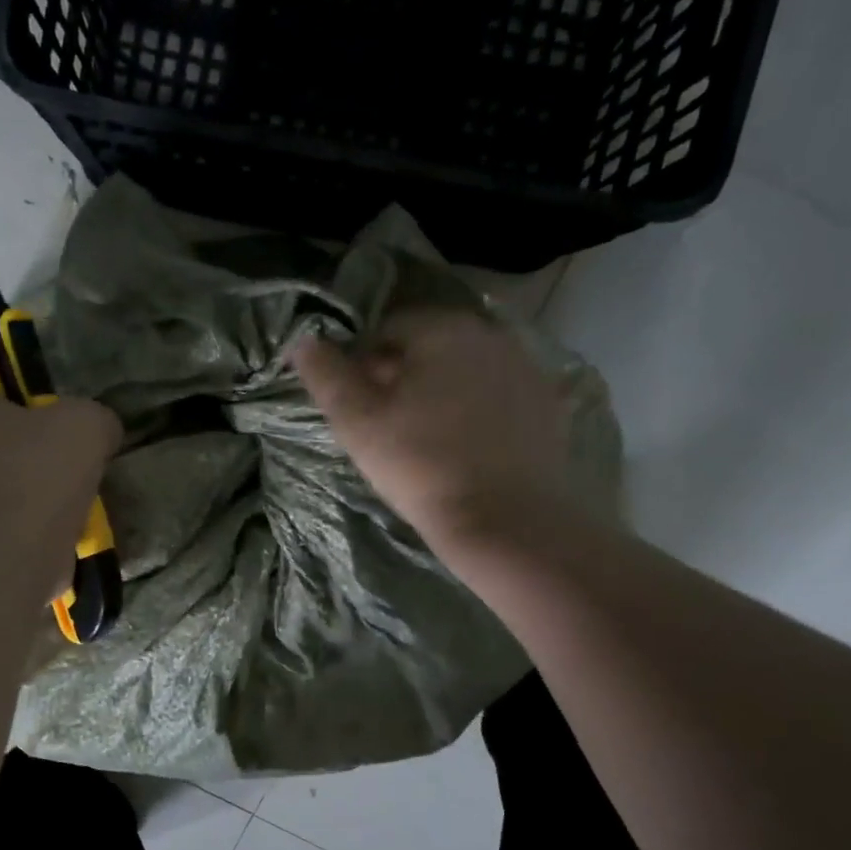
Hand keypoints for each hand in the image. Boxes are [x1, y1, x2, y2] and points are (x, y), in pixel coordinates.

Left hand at [0, 392, 120, 575]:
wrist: (15, 548)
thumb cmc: (41, 469)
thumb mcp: (87, 423)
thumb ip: (98, 419)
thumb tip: (103, 433)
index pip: (3, 401)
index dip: (39, 411)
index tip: (69, 428)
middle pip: (9, 447)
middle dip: (43, 457)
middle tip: (81, 467)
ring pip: (15, 489)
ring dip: (46, 497)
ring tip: (83, 505)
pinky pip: (20, 526)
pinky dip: (44, 529)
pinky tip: (71, 532)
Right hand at [293, 307, 572, 558]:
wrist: (507, 521)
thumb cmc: (421, 465)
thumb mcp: (357, 421)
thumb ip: (326, 375)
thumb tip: (303, 340)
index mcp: (442, 328)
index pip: (386, 328)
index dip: (362, 364)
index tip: (356, 406)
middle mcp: (490, 334)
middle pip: (429, 345)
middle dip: (402, 375)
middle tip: (386, 425)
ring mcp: (525, 368)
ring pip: (464, 370)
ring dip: (439, 391)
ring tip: (425, 439)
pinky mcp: (547, 404)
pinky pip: (496, 396)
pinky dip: (475, 411)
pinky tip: (465, 448)